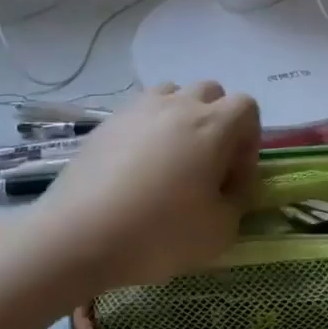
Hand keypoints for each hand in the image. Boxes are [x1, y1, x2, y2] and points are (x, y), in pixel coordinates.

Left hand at [25, 82, 260, 294]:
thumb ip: (237, 201)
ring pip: (172, 95)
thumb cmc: (159, 232)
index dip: (249, 141)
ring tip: (170, 159)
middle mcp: (178, 105)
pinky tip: (136, 168)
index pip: (247, 107)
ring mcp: (138, 109)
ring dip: (181, 118)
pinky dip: (147, 130)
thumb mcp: (219, 232)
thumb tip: (231, 186)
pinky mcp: (106, 122)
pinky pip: (139, 113)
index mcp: (213, 125)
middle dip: (217, 123)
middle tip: (206, 165)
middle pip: (210, 93)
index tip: (233, 178)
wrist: (79, 235)